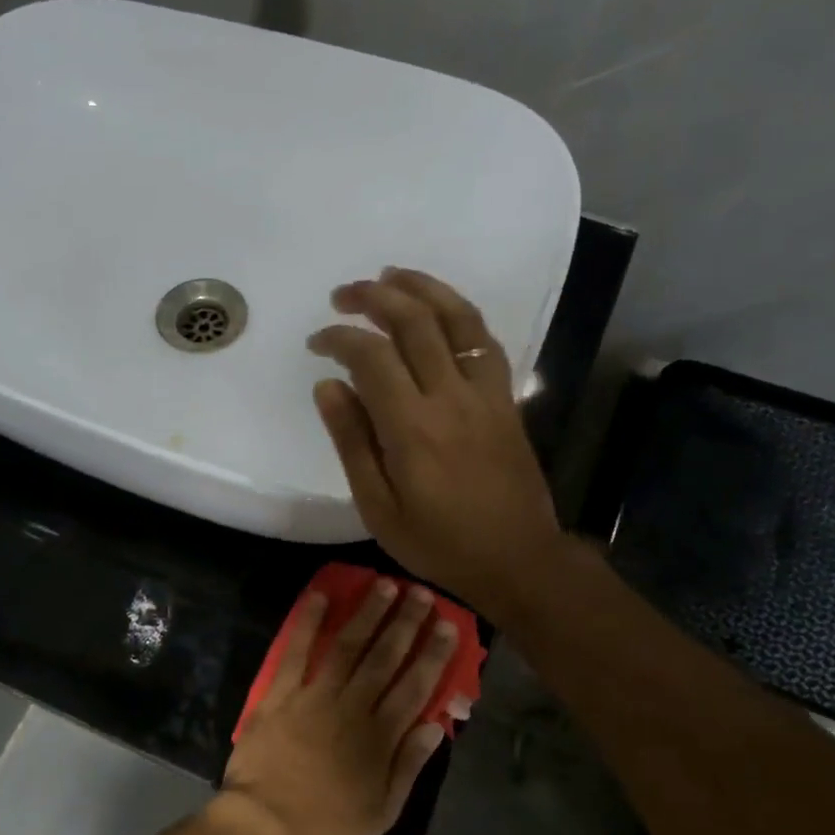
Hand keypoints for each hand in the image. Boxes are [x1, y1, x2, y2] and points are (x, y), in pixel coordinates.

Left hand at [216, 580, 458, 834]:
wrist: (263, 824)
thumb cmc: (326, 823)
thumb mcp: (382, 811)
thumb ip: (409, 765)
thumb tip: (435, 725)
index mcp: (379, 737)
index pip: (415, 687)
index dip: (433, 655)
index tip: (448, 627)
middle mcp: (351, 707)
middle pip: (384, 657)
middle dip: (406, 623)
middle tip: (421, 594)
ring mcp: (313, 696)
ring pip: (347, 646)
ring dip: (367, 614)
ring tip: (384, 585)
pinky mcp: (280, 694)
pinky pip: (295, 652)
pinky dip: (307, 623)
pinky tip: (320, 597)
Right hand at [307, 268, 567, 626]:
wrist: (517, 558)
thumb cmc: (438, 543)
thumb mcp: (378, 508)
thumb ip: (352, 443)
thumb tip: (327, 387)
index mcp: (412, 429)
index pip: (371, 357)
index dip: (339, 338)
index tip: (317, 342)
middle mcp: (451, 397)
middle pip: (414, 322)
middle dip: (374, 297)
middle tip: (343, 294)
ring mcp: (485, 394)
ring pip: (456, 318)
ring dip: (421, 288)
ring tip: (390, 275)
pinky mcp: (505, 399)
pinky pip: (484, 340)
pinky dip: (458, 314)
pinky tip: (439, 310)